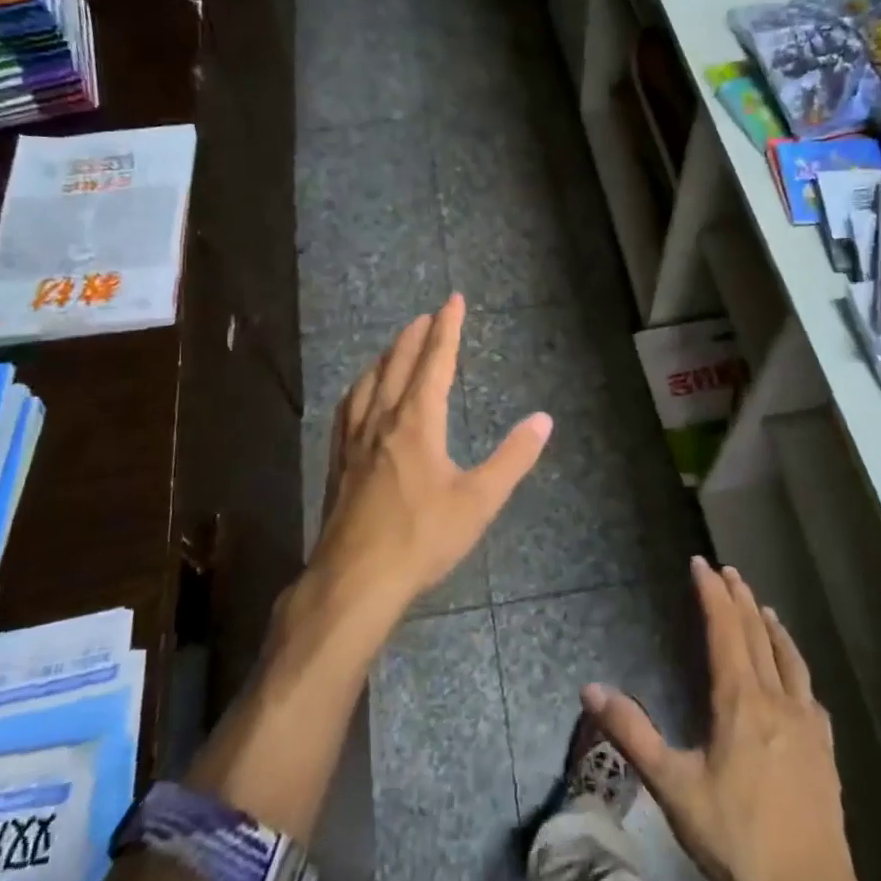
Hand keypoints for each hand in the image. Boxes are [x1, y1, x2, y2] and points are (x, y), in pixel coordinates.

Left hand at [314, 293, 551, 615]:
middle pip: (397, 365)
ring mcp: (353, 442)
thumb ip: (513, 459)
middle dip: (414, 336)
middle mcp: (382, 421)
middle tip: (427, 315)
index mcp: (417, 423)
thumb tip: (543, 420)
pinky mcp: (338, 464)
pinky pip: (347, 410)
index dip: (447, 329)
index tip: (453, 300)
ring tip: (394, 346)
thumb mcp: (479, 501)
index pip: (435, 363)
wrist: (355, 580)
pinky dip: (359, 389)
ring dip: (385, 358)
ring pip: (368, 384)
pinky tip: (358, 396)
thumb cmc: (422, 539)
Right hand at [584, 558, 863, 880]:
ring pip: (789, 658)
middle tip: (728, 571)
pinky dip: (796, 665)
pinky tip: (796, 675)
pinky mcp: (825, 751)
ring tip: (763, 605)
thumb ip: (632, 734)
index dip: (712, 594)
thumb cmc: (736, 839)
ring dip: (772, 626)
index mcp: (740, 701)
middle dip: (740, 598)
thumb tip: (590, 689)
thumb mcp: (673, 787)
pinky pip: (809, 690)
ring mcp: (807, 724)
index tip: (701, 564)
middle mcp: (777, 700)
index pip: (725, 630)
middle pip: (758, 635)